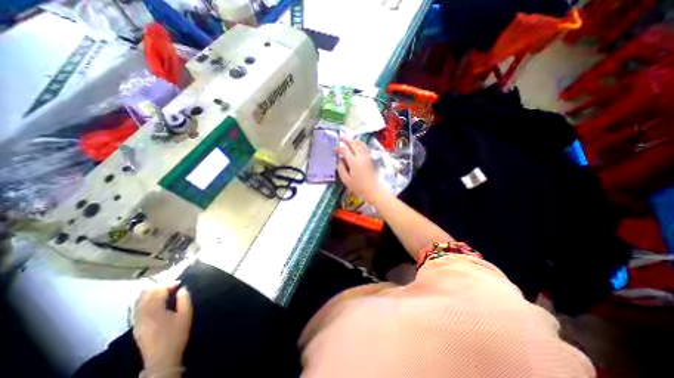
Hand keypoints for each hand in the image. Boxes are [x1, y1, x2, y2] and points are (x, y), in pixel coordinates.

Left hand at [133, 283, 193, 371]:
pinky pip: (138, 308)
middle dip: (159, 287)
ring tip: (164, 292)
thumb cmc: (176, 334)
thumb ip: (184, 299)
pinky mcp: (136, 326)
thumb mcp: (186, 314)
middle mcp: (142, 314)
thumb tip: (182, 289)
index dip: (168, 284)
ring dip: (151, 293)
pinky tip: (155, 302)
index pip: (158, 291)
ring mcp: (137, 321)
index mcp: (154, 310)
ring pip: (139, 301)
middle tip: (172, 286)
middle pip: (145, 294)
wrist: (162, 358)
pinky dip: (146, 301)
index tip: (179, 283)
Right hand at [337, 135, 384, 203]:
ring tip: (347, 140)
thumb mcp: (346, 180)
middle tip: (339, 137)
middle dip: (345, 139)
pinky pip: (364, 148)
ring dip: (353, 140)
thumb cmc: (359, 187)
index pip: (344, 150)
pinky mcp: (370, 159)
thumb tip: (339, 160)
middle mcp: (361, 157)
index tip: (333, 151)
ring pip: (360, 144)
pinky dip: (359, 144)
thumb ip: (341, 168)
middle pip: (353, 143)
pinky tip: (357, 145)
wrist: (373, 190)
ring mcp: (366, 157)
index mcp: (354, 162)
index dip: (338, 149)